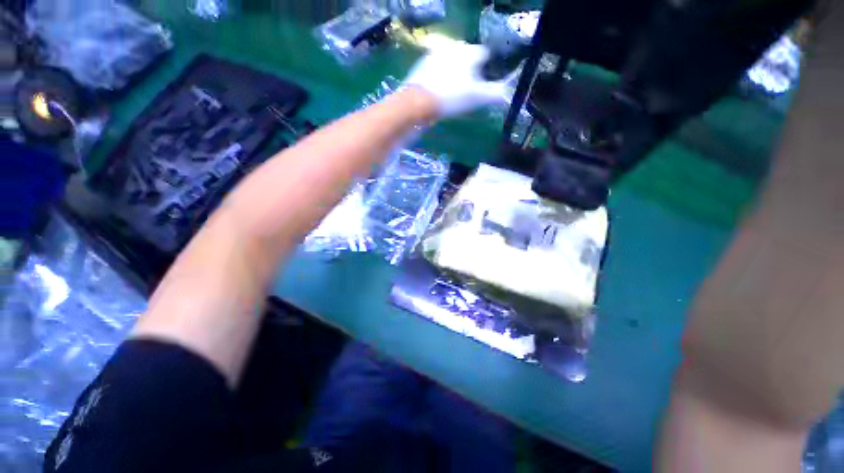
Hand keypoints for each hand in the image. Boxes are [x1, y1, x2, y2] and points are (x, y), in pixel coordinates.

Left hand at [403, 43, 509, 117]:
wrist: (419, 102)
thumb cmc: (451, 97)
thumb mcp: (477, 97)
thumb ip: (495, 94)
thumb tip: (508, 93)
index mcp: (470, 51)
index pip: (486, 54)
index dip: (488, 69)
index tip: (484, 84)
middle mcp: (454, 46)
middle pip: (468, 57)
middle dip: (470, 71)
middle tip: (468, 91)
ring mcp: (436, 53)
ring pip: (452, 62)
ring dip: (455, 73)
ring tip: (452, 93)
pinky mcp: (422, 63)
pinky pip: (438, 68)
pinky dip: (441, 76)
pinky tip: (439, 91)